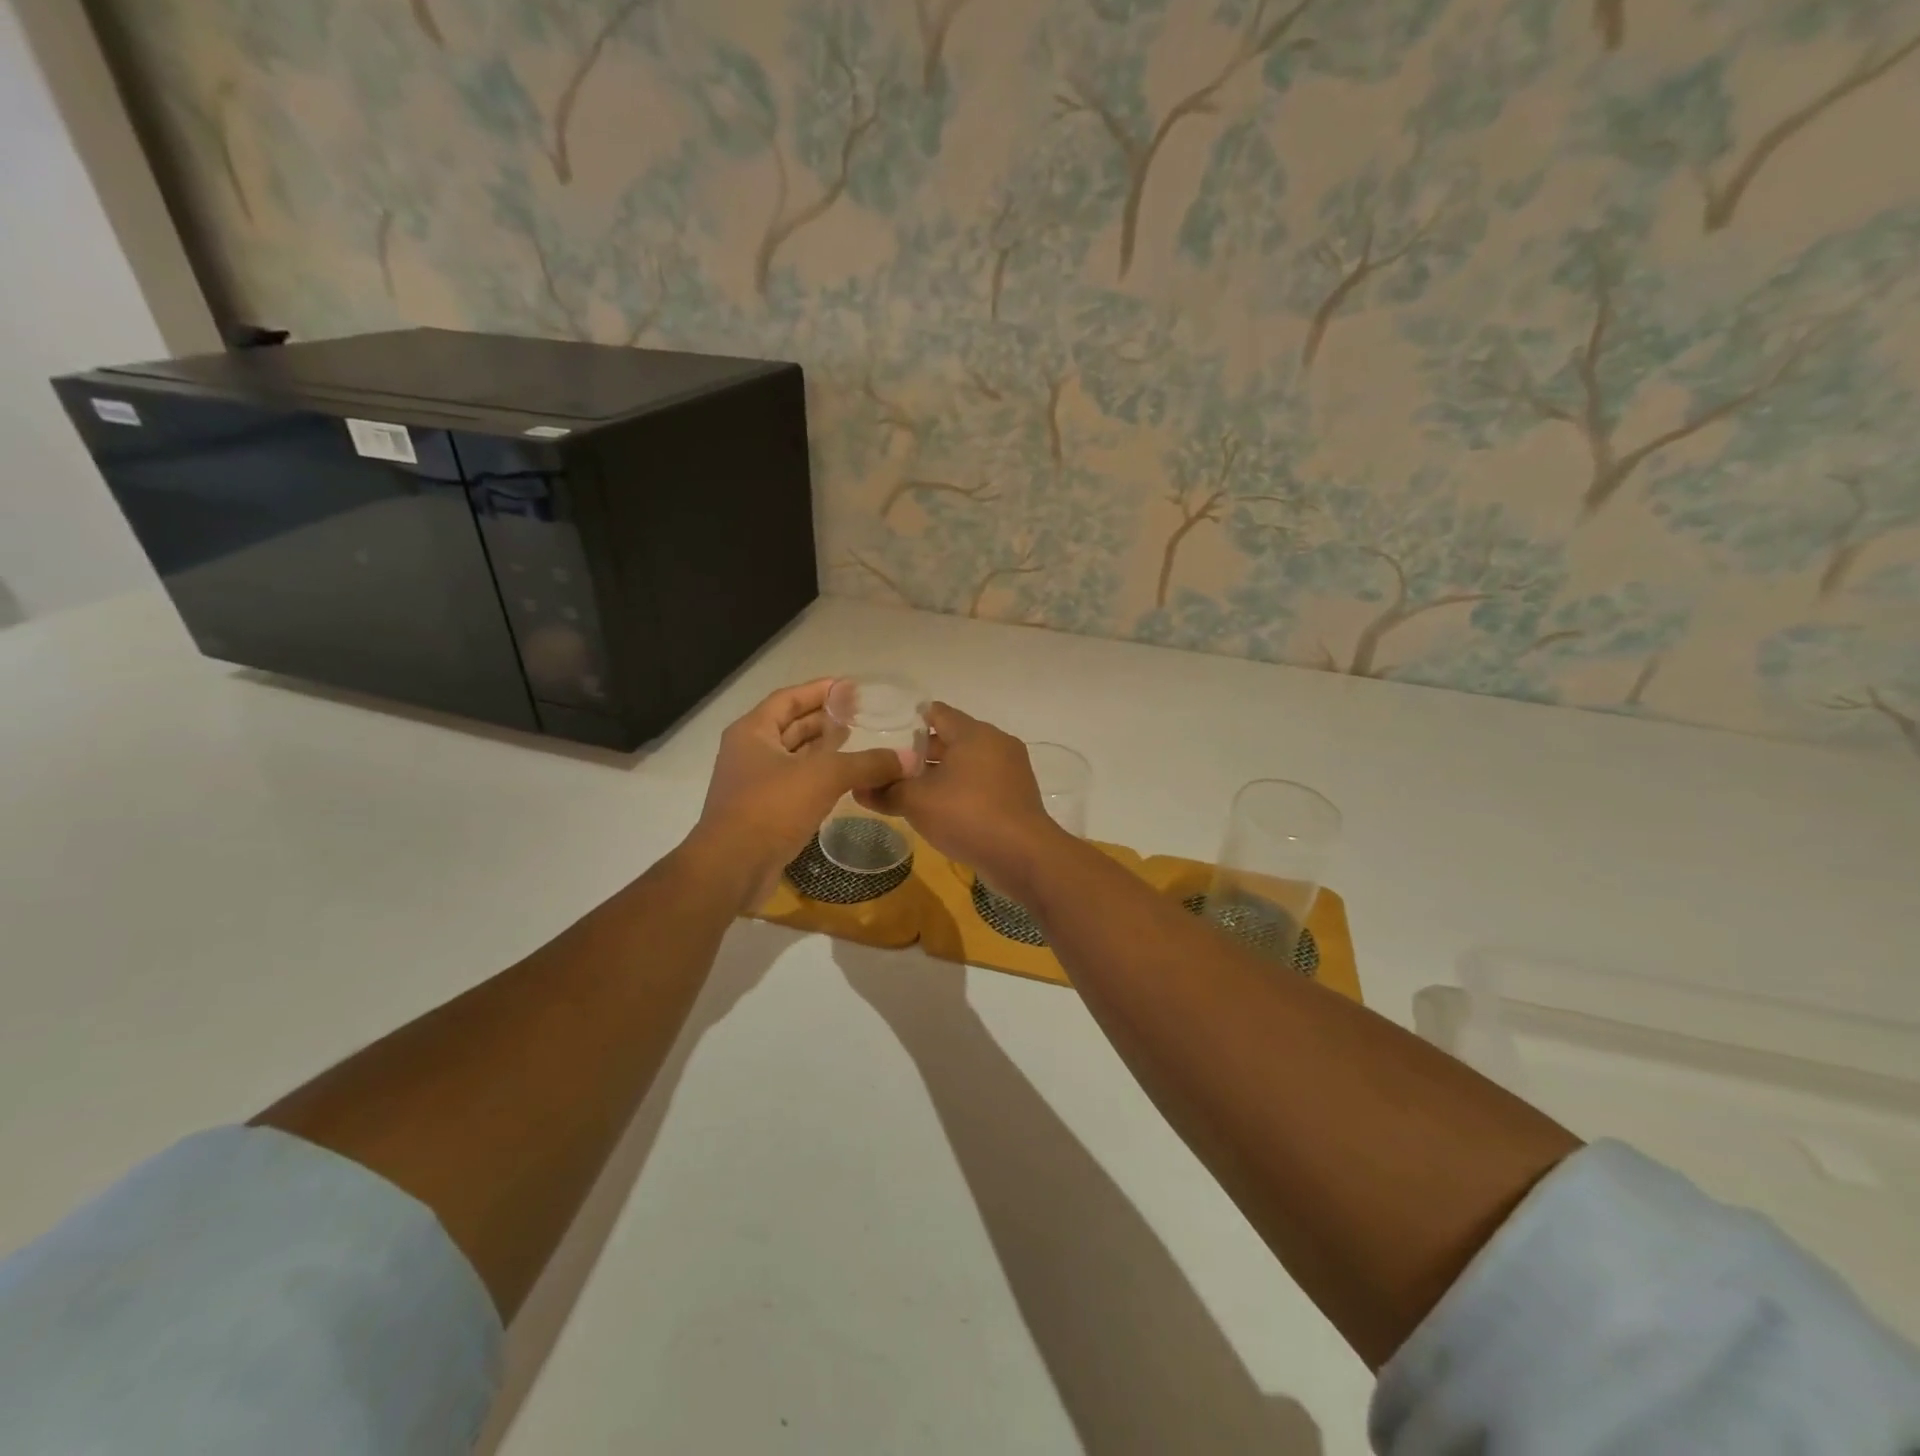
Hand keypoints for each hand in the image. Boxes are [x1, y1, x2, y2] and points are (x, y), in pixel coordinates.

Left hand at [691, 679, 916, 907]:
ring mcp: (755, 784)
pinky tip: (844, 780)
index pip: (788, 699)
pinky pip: (796, 783)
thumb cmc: (771, 808)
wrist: (732, 868)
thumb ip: (867, 764)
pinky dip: (819, 777)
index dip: (819, 690)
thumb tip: (909, 759)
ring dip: (822, 749)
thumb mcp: (824, 777)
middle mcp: (749, 752)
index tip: (849, 686)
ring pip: (793, 757)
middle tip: (859, 713)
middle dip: (823, 719)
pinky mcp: (764, 812)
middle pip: (790, 726)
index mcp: (753, 732)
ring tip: (855, 741)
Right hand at [855, 702, 1066, 894]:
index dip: (910, 721)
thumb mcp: (917, 802)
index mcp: (974, 733)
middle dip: (923, 753)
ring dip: (942, 774)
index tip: (887, 732)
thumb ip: (886, 791)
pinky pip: (982, 784)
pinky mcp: (1018, 796)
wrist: (1023, 856)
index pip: (937, 713)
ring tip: (911, 790)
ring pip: (968, 764)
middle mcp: (996, 743)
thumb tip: (859, 788)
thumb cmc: (967, 815)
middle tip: (892, 767)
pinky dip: (961, 790)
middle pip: (953, 739)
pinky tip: (941, 810)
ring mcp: (1011, 770)